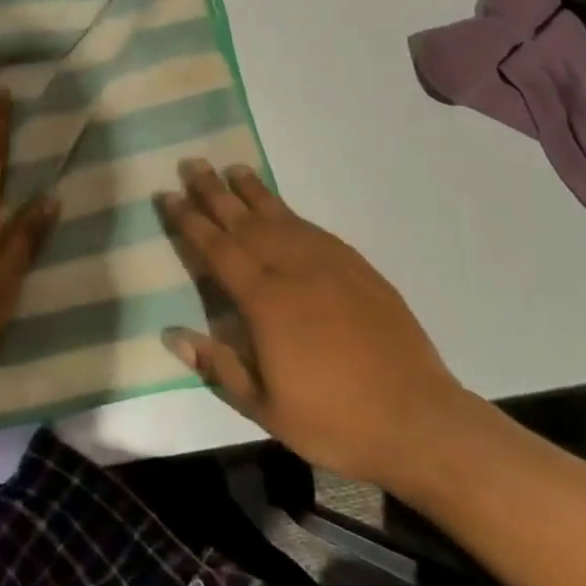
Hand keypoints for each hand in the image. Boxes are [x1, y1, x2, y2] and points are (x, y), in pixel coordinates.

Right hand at [159, 162, 472, 493]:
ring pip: (281, 216)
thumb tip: (171, 334)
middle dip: (214, 192)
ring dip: (252, 191)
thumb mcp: (265, 408)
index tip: (168, 195)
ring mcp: (328, 263)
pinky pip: (312, 228)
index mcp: (265, 301)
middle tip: (192, 164)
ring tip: (233, 169)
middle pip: (244, 221)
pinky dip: (290, 212)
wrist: (418, 419)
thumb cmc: (334, 420)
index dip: (190, 221)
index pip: (217, 249)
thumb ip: (218, 365)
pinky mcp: (356, 266)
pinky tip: (281, 208)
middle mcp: (292, 269)